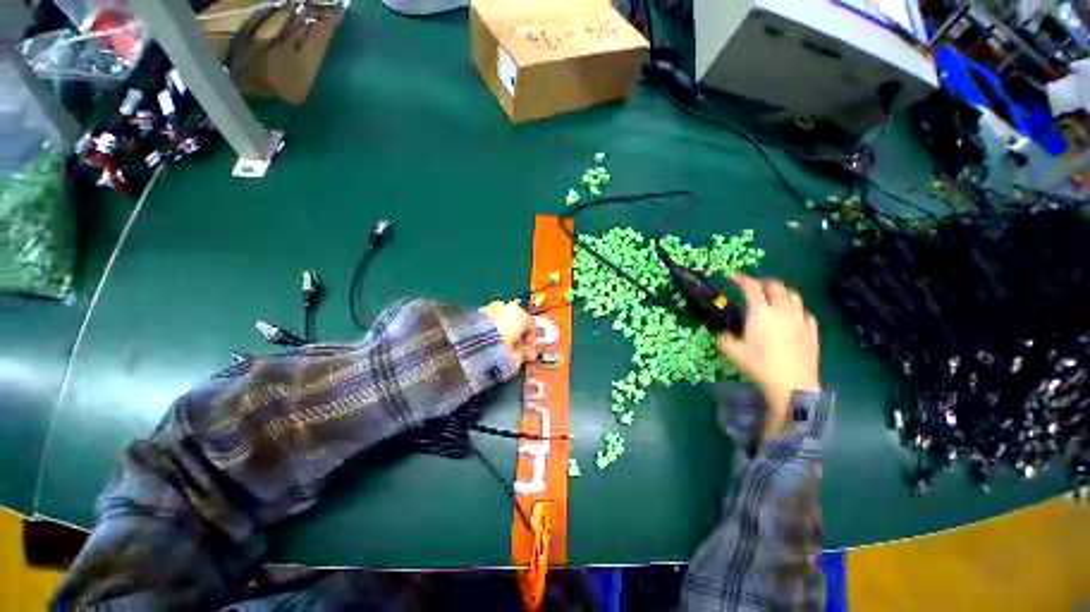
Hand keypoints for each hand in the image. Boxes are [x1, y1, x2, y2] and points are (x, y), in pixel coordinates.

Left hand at [480, 301, 538, 376]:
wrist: (464, 348)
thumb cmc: (497, 353)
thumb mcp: (515, 359)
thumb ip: (523, 355)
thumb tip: (526, 353)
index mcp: (521, 315)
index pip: (533, 328)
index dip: (531, 343)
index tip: (527, 355)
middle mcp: (506, 307)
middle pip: (517, 320)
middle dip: (516, 334)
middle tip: (513, 350)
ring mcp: (489, 307)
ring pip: (501, 318)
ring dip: (502, 330)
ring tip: (497, 347)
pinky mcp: (473, 312)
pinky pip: (488, 320)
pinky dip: (489, 329)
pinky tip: (485, 343)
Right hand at [717, 274, 820, 436]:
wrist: (792, 384)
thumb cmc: (759, 365)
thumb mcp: (732, 352)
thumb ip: (724, 339)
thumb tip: (722, 334)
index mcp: (760, 312)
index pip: (751, 287)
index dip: (741, 279)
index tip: (732, 277)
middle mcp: (782, 310)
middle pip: (775, 286)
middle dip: (762, 283)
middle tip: (753, 288)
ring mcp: (799, 320)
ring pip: (794, 296)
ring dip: (782, 293)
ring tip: (774, 299)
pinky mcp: (812, 332)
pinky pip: (806, 314)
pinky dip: (797, 311)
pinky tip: (793, 317)